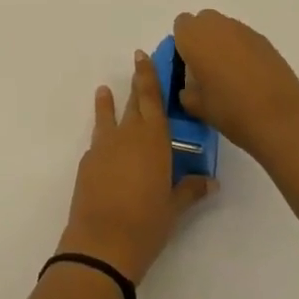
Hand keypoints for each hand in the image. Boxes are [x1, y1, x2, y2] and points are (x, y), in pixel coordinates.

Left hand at [56, 51, 214, 286]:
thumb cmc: (147, 223)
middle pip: (132, 103)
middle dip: (135, 85)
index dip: (147, 75)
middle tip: (136, 65)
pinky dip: (102, 138)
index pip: (151, 97)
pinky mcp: (87, 163)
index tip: (142, 55)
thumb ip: (190, 189)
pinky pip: (98, 142)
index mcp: (153, 138)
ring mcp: (104, 146)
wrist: (101, 243)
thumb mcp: (174, 207)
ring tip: (104, 91)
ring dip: (107, 104)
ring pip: (107, 117)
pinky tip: (105, 146)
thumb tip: (211, 181)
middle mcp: (127, 134)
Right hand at [172, 10, 298, 161]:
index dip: (182, 44)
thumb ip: (186, 91)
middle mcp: (217, 26)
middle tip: (206, 69)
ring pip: (225, 28)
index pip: (181, 26)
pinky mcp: (265, 40)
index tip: (188, 66)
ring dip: (223, 44)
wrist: (280, 118)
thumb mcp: (196, 107)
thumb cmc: (230, 111)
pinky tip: (250, 77)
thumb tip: (190, 86)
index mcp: (194, 37)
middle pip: (203, 21)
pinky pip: (244, 39)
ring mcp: (244, 30)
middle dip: (202, 39)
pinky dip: (242, 51)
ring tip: (230, 75)